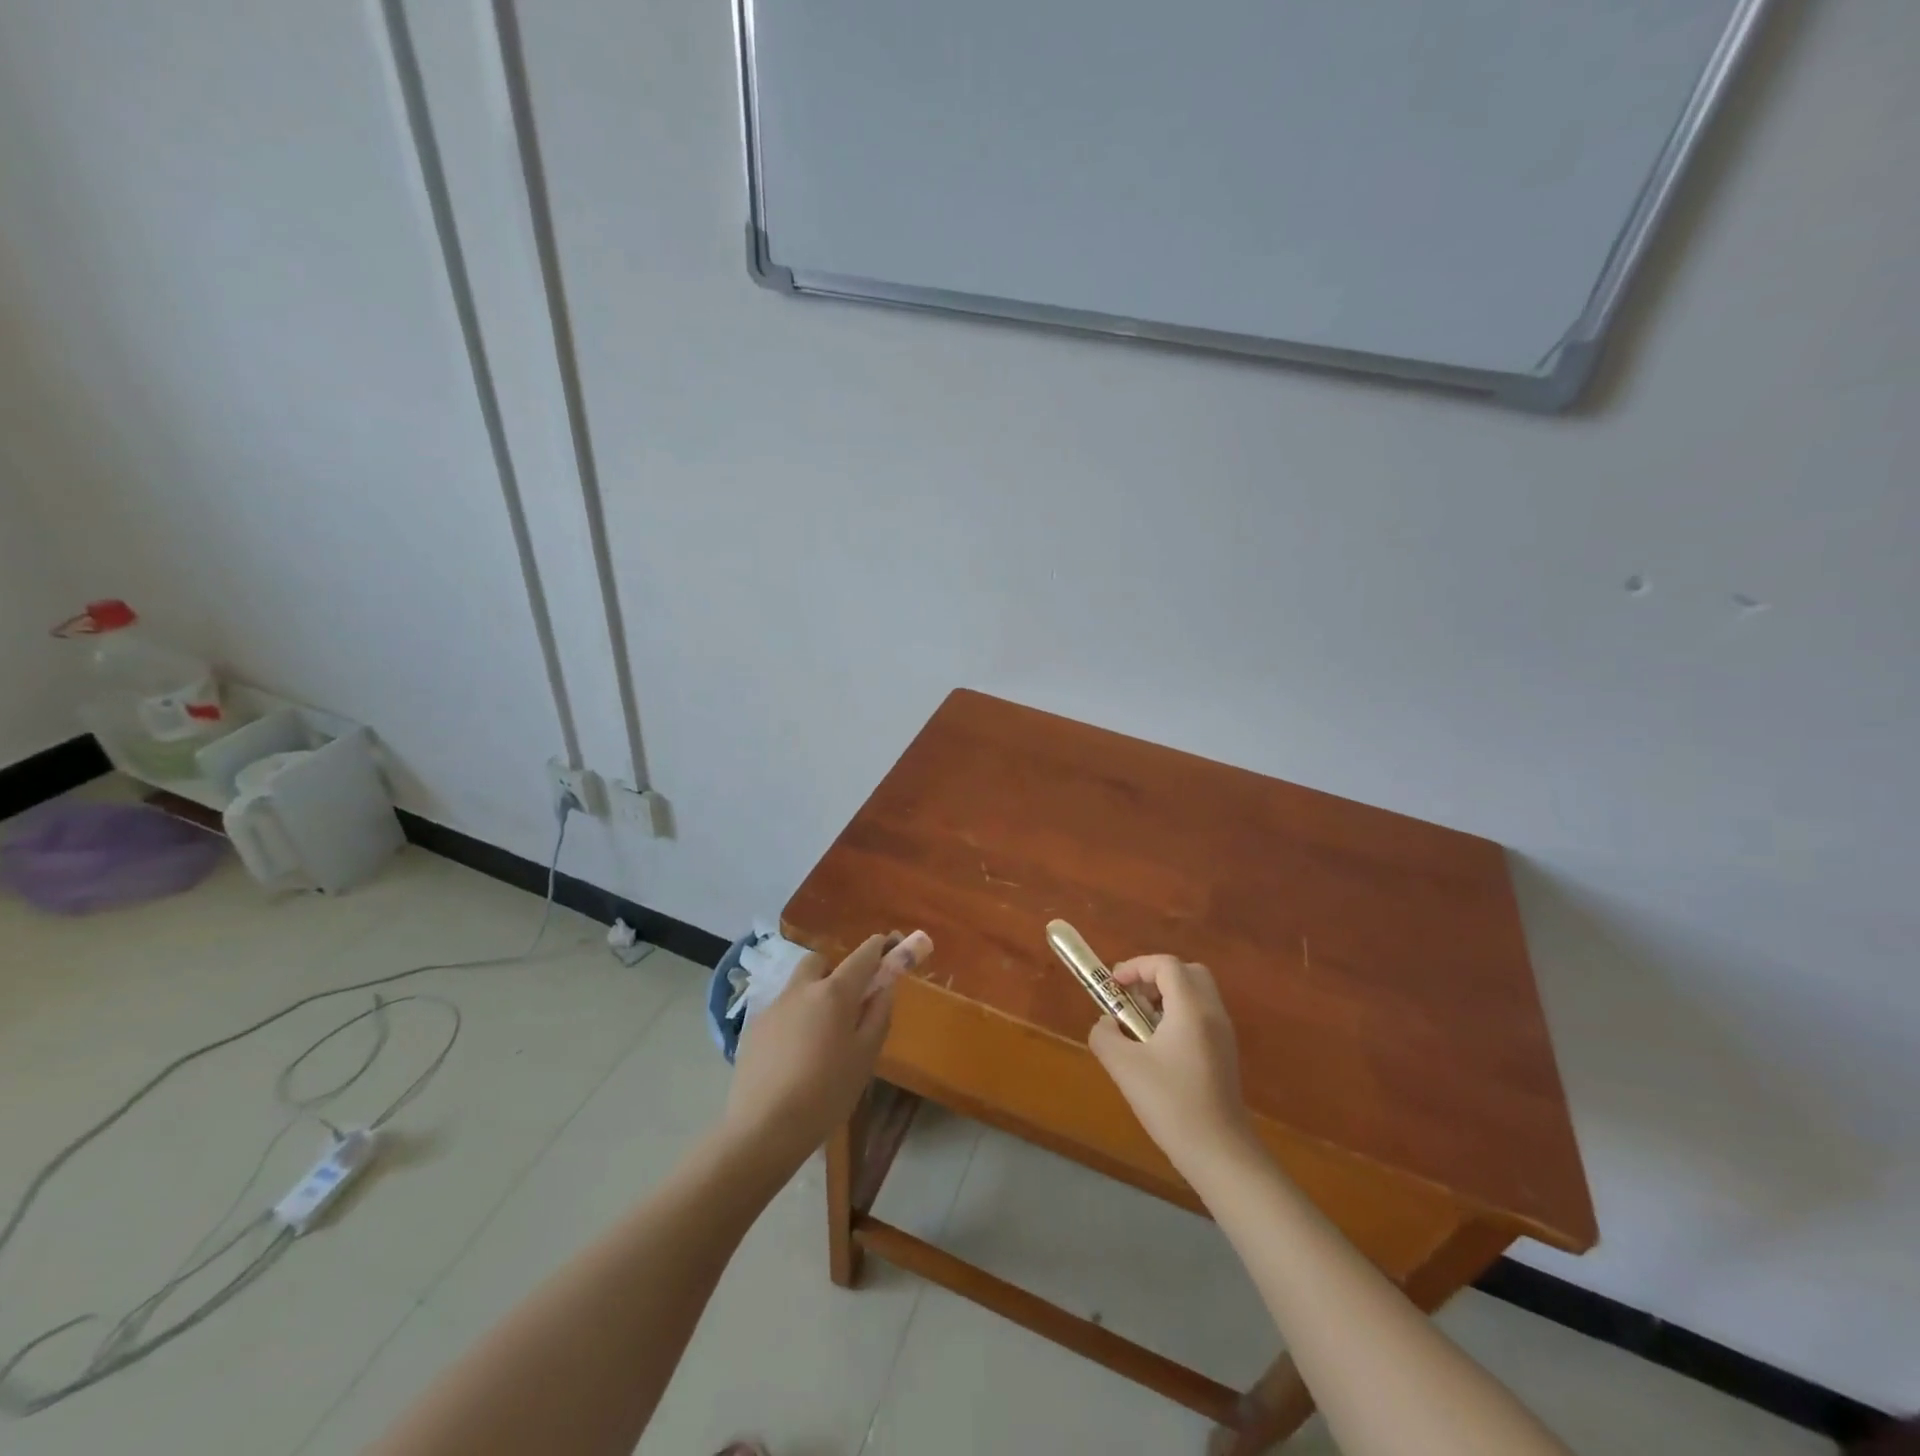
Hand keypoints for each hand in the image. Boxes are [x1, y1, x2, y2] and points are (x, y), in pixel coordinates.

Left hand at [721, 931, 931, 1172]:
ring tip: (821, 1034)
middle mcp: (802, 989)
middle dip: (837, 969)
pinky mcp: (753, 1028)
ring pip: (798, 986)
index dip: (879, 947)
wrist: (764, 1128)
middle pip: (821, 961)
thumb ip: (878, 1014)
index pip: (863, 955)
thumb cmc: (826, 1092)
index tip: (891, 945)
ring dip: (814, 994)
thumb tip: (885, 986)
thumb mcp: (865, 1056)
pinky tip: (795, 1055)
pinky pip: (781, 1011)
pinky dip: (794, 1019)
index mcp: (834, 992)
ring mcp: (773, 1007)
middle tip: (849, 1000)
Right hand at [1088, 955, 1255, 1182]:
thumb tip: (1106, 1024)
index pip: (1166, 965)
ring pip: (1196, 994)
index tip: (1114, 986)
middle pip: (1187, 972)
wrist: (1219, 1153)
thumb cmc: (1171, 1104)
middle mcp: (1212, 1013)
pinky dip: (1179, 1016)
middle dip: (1156, 977)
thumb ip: (1105, 1036)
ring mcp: (1223, 1034)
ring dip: (1167, 997)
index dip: (1136, 967)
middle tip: (1132, 998)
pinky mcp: (1225, 1054)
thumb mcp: (1124, 1067)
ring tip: (1141, 1025)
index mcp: (1191, 1009)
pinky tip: (1159, 1049)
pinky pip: (1201, 1016)